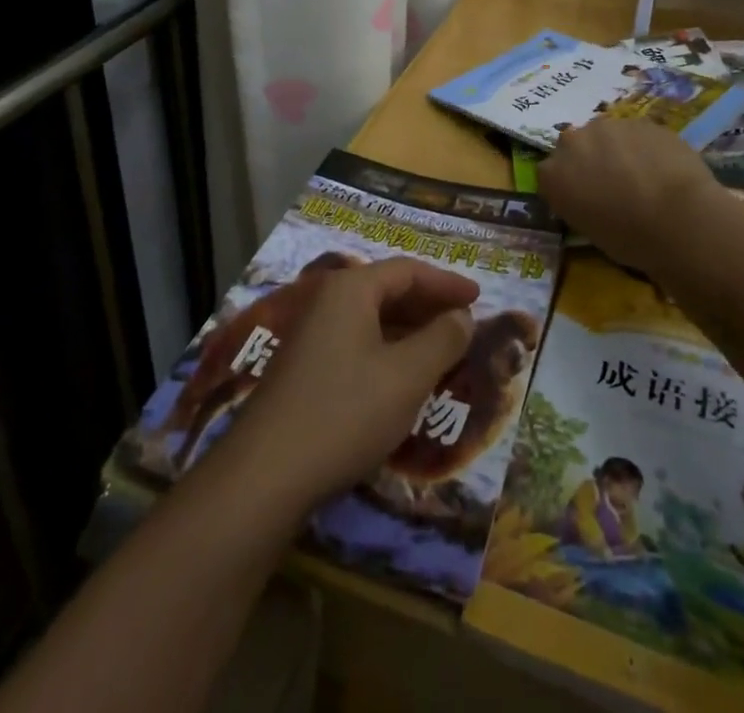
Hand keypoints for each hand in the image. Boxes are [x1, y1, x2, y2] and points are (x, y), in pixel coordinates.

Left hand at [226, 258, 478, 510]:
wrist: (266, 473)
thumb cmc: (346, 412)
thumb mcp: (407, 376)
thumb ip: (442, 340)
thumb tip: (462, 317)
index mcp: (351, 289)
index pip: (407, 270)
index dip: (446, 282)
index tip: (478, 297)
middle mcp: (327, 300)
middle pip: (387, 290)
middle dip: (428, 305)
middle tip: (464, 323)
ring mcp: (311, 334)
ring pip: (372, 319)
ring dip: (410, 331)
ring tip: (443, 351)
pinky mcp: (304, 366)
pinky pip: (357, 342)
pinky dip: (388, 350)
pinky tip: (403, 377)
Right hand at [539, 117, 722, 272]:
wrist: (678, 217)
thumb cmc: (630, 239)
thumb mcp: (590, 231)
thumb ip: (581, 204)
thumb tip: (594, 199)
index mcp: (553, 175)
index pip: (550, 174)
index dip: (569, 185)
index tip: (584, 199)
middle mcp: (572, 142)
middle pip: (576, 146)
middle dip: (590, 159)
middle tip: (613, 184)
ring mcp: (608, 126)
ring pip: (608, 135)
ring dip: (618, 150)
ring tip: (642, 175)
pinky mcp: (640, 120)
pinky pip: (637, 134)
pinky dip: (644, 147)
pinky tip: (663, 168)